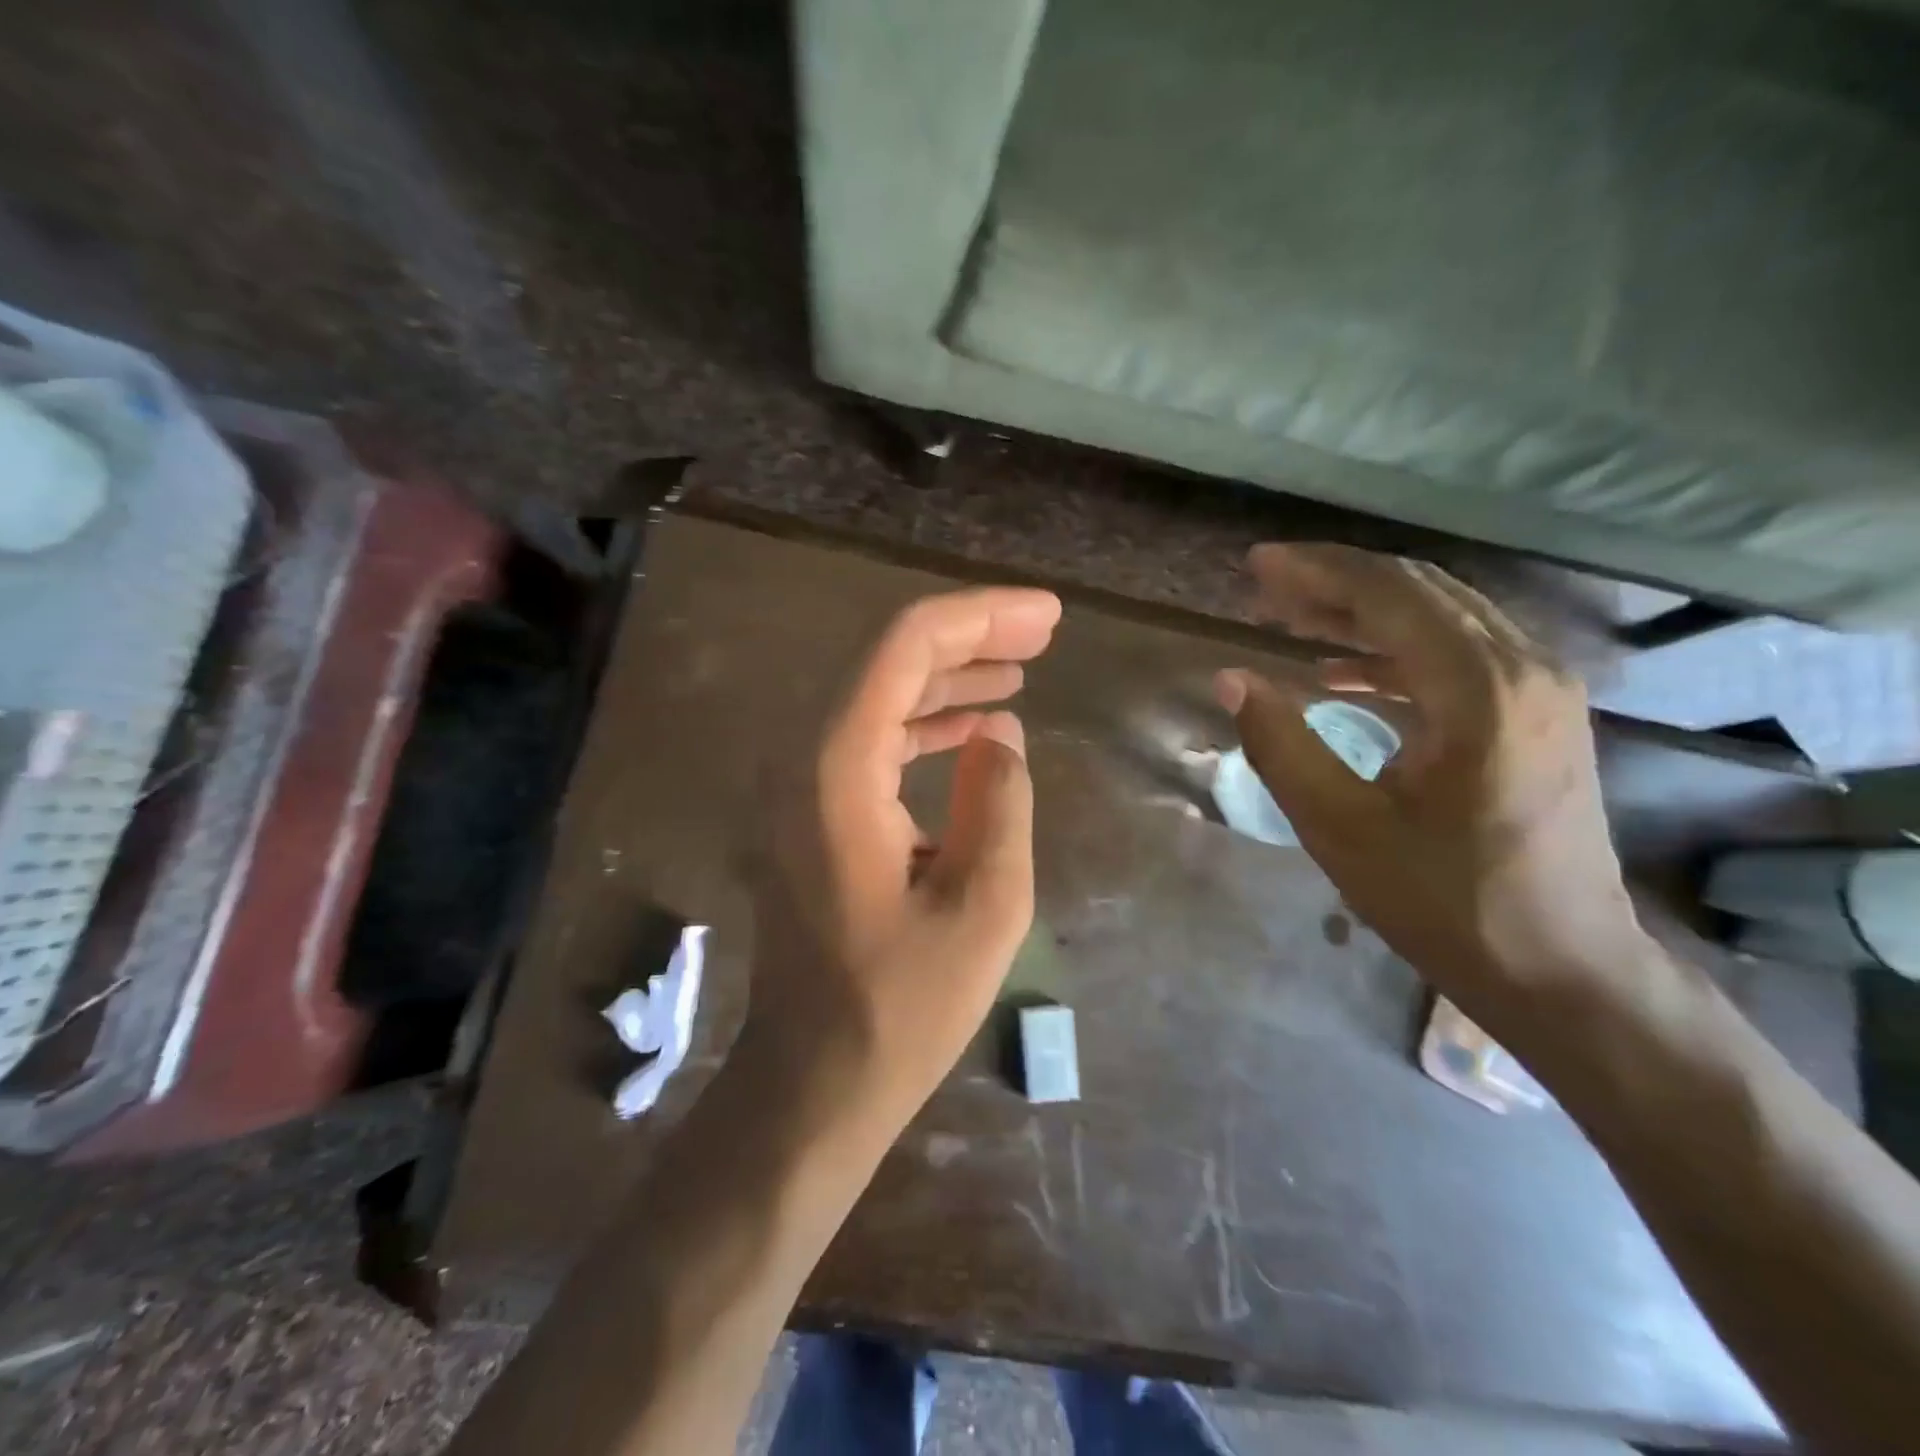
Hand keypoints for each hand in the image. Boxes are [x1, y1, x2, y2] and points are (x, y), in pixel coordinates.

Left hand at [740, 587, 1062, 1135]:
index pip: (903, 646)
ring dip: (947, 678)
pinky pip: (868, 741)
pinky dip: (923, 725)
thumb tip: (1002, 734)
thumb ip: (1001, 801)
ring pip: (876, 696)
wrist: (814, 1078)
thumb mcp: (984, 905)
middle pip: (886, 660)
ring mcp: (797, 785)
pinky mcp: (808, 812)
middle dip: (969, 637)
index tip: (1048, 615)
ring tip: (1020, 670)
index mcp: (837, 769)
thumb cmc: (901, 1007)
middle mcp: (802, 758)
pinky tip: (975, 731)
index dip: (980, 616)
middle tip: (1044, 632)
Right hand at [1217, 544, 1658, 1033]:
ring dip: (1365, 611)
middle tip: (1266, 585)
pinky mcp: (1542, 715)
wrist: (1564, 970)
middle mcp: (1524, 669)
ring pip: (1443, 617)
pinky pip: (1460, 654)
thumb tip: (1232, 679)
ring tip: (1293, 618)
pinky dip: (1396, 650)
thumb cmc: (1446, 903)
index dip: (1316, 571)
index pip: (1389, 595)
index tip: (1256, 564)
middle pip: (1420, 592)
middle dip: (1337, 581)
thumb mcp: (1341, 828)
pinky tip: (1343, 672)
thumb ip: (1280, 745)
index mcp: (1480, 690)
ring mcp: (1543, 690)